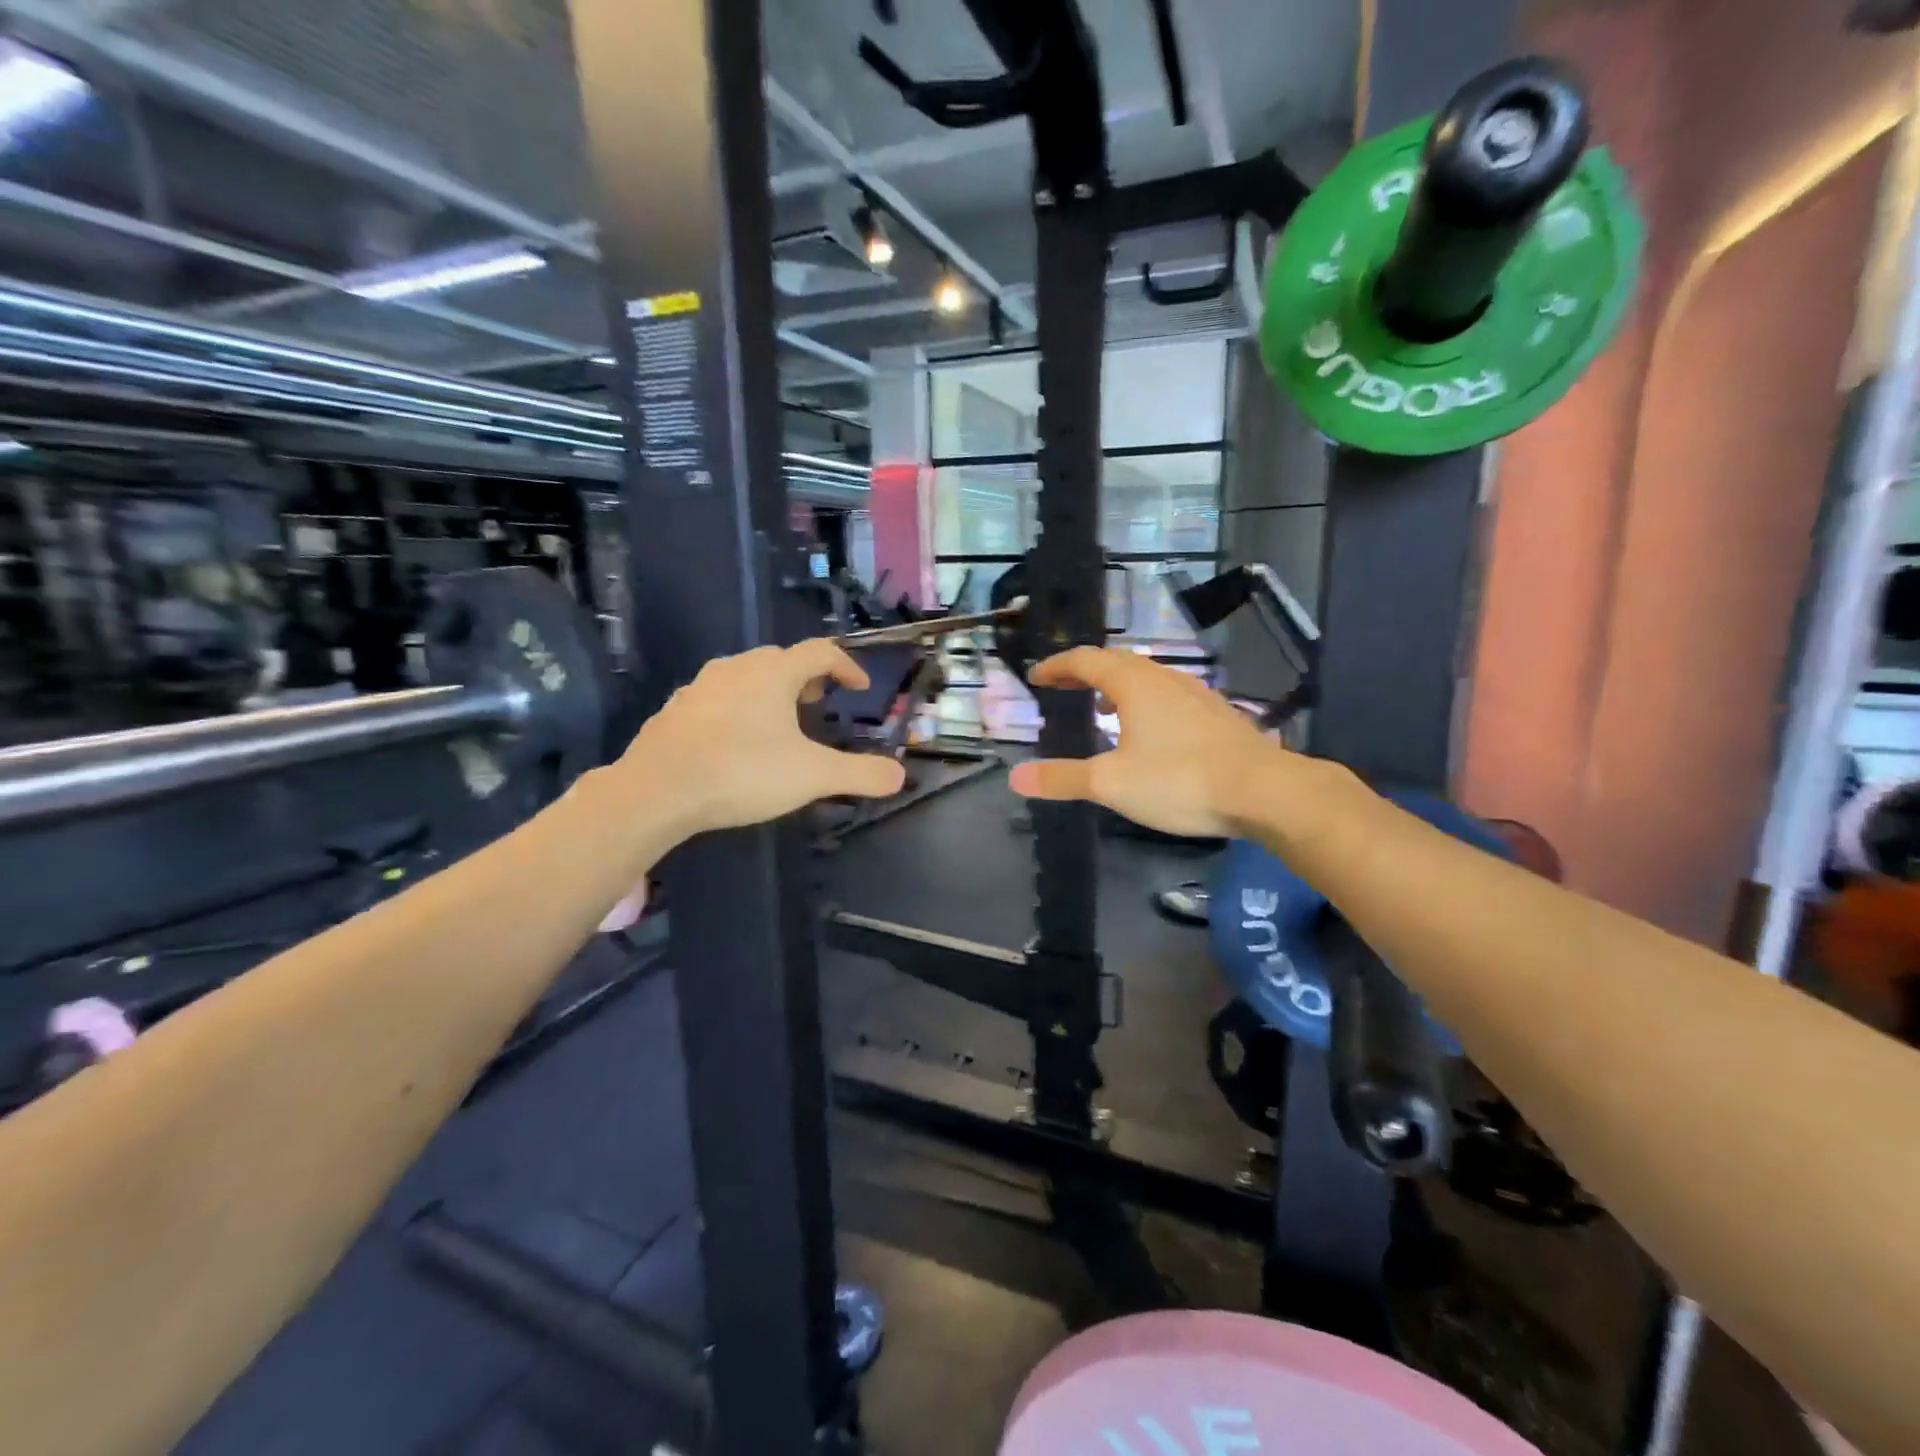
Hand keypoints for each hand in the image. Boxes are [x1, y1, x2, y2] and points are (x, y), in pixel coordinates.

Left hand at [622, 640, 906, 837]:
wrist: (656, 791)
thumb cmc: (742, 772)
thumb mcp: (812, 776)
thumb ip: (860, 774)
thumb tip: (899, 776)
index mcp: (773, 673)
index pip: (820, 652)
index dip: (846, 667)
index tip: (859, 688)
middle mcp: (736, 668)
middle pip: (780, 659)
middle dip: (806, 677)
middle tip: (818, 702)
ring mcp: (699, 687)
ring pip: (745, 676)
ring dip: (769, 691)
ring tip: (779, 722)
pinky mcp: (675, 711)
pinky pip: (716, 698)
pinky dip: (737, 708)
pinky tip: (734, 740)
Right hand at [1008, 648, 1278, 838]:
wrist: (1265, 792)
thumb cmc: (1180, 780)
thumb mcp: (1111, 783)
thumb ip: (1062, 778)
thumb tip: (1016, 778)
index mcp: (1135, 684)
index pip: (1087, 660)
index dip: (1058, 666)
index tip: (1037, 676)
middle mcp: (1165, 679)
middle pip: (1118, 663)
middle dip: (1085, 672)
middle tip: (1063, 687)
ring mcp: (1196, 695)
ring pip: (1147, 678)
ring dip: (1117, 686)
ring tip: (1101, 708)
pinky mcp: (1217, 716)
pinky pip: (1169, 697)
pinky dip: (1144, 703)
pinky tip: (1149, 733)